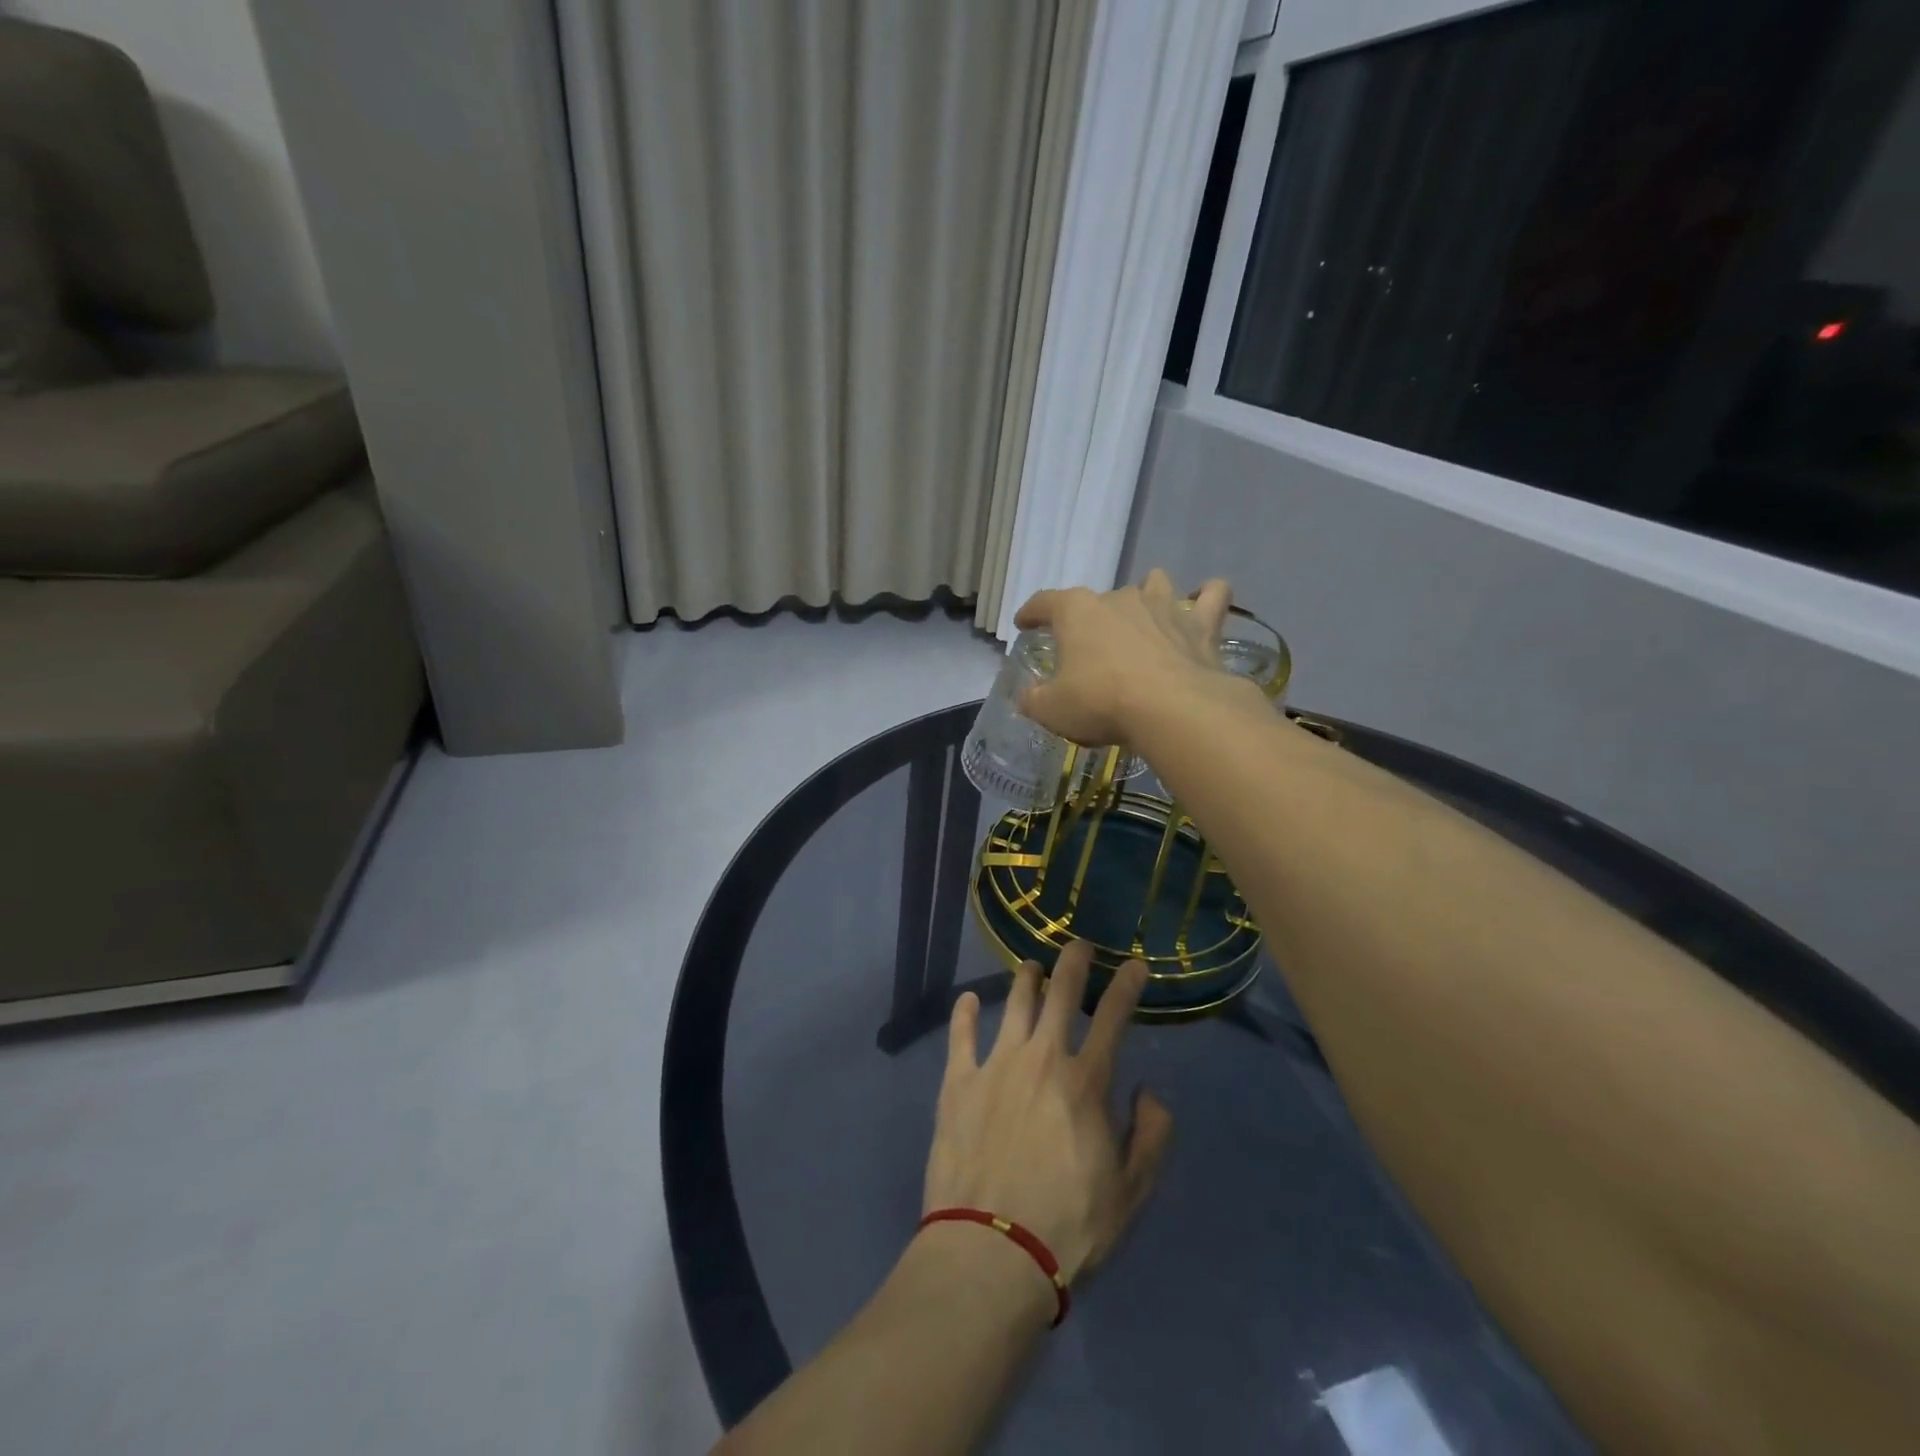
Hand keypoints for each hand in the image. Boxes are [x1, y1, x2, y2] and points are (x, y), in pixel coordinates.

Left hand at [923, 942, 1173, 1284]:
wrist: (992, 1250)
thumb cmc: (1070, 1226)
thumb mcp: (1132, 1192)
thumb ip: (1150, 1135)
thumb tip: (1148, 1092)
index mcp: (1084, 1081)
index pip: (1112, 1017)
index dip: (1126, 985)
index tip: (1135, 963)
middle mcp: (1040, 1058)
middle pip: (1059, 994)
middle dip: (1073, 962)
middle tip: (1078, 945)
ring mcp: (994, 1065)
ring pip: (1012, 1004)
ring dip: (1025, 980)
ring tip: (1030, 967)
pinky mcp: (957, 1083)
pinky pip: (960, 1036)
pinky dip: (964, 1014)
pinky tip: (967, 1001)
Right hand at [1013, 568, 1245, 747]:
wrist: (1172, 709)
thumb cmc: (1101, 702)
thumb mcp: (1052, 709)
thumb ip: (1034, 699)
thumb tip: (1027, 696)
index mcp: (1077, 611)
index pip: (1044, 602)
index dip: (1031, 612)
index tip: (1024, 624)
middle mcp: (1119, 597)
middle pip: (1099, 599)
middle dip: (1092, 619)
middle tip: (1089, 649)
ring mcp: (1164, 606)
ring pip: (1154, 583)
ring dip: (1147, 595)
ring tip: (1144, 617)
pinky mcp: (1201, 624)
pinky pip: (1213, 595)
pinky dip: (1209, 597)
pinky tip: (1204, 603)